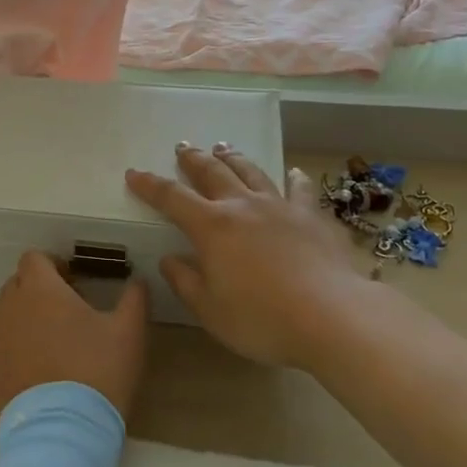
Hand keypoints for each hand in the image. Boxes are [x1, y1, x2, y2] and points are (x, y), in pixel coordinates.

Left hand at [0, 252, 150, 426]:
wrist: (61, 435)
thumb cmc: (97, 373)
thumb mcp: (128, 333)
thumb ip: (134, 299)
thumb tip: (139, 281)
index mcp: (39, 289)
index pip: (34, 259)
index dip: (51, 267)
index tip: (69, 283)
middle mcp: (5, 307)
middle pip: (16, 287)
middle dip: (35, 295)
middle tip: (60, 320)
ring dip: (17, 327)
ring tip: (41, 354)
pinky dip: (1, 363)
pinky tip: (21, 384)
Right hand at [126, 142, 363, 368]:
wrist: (332, 316)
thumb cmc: (262, 319)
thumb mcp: (211, 311)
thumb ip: (186, 282)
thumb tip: (169, 260)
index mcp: (211, 227)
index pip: (171, 198)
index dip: (150, 185)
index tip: (134, 173)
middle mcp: (242, 206)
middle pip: (212, 172)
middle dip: (193, 158)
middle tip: (182, 147)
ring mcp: (279, 207)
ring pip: (250, 171)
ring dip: (233, 158)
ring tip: (223, 147)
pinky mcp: (311, 216)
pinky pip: (299, 189)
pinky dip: (293, 178)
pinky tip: (293, 172)